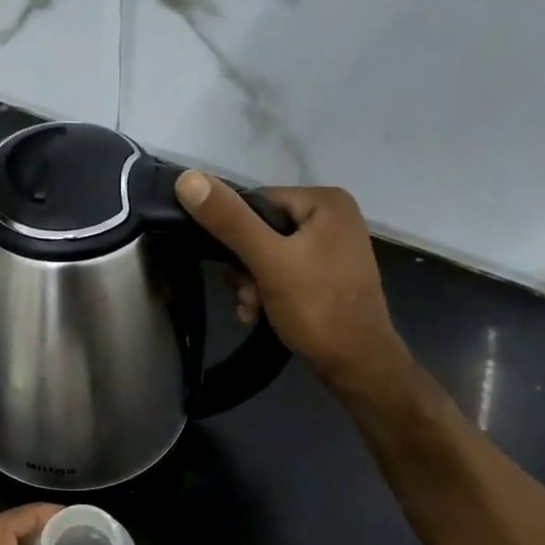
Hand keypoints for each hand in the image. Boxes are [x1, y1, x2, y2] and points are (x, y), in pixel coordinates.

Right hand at [177, 172, 407, 391]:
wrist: (357, 365)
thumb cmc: (317, 307)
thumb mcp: (268, 261)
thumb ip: (229, 221)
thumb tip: (188, 179)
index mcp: (325, 201)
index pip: (257, 202)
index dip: (235, 234)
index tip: (232, 270)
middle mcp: (333, 217)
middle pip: (261, 230)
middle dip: (244, 267)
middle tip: (246, 296)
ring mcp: (332, 247)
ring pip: (268, 255)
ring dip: (251, 283)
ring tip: (253, 309)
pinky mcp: (328, 275)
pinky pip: (284, 272)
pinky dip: (268, 291)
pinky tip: (261, 314)